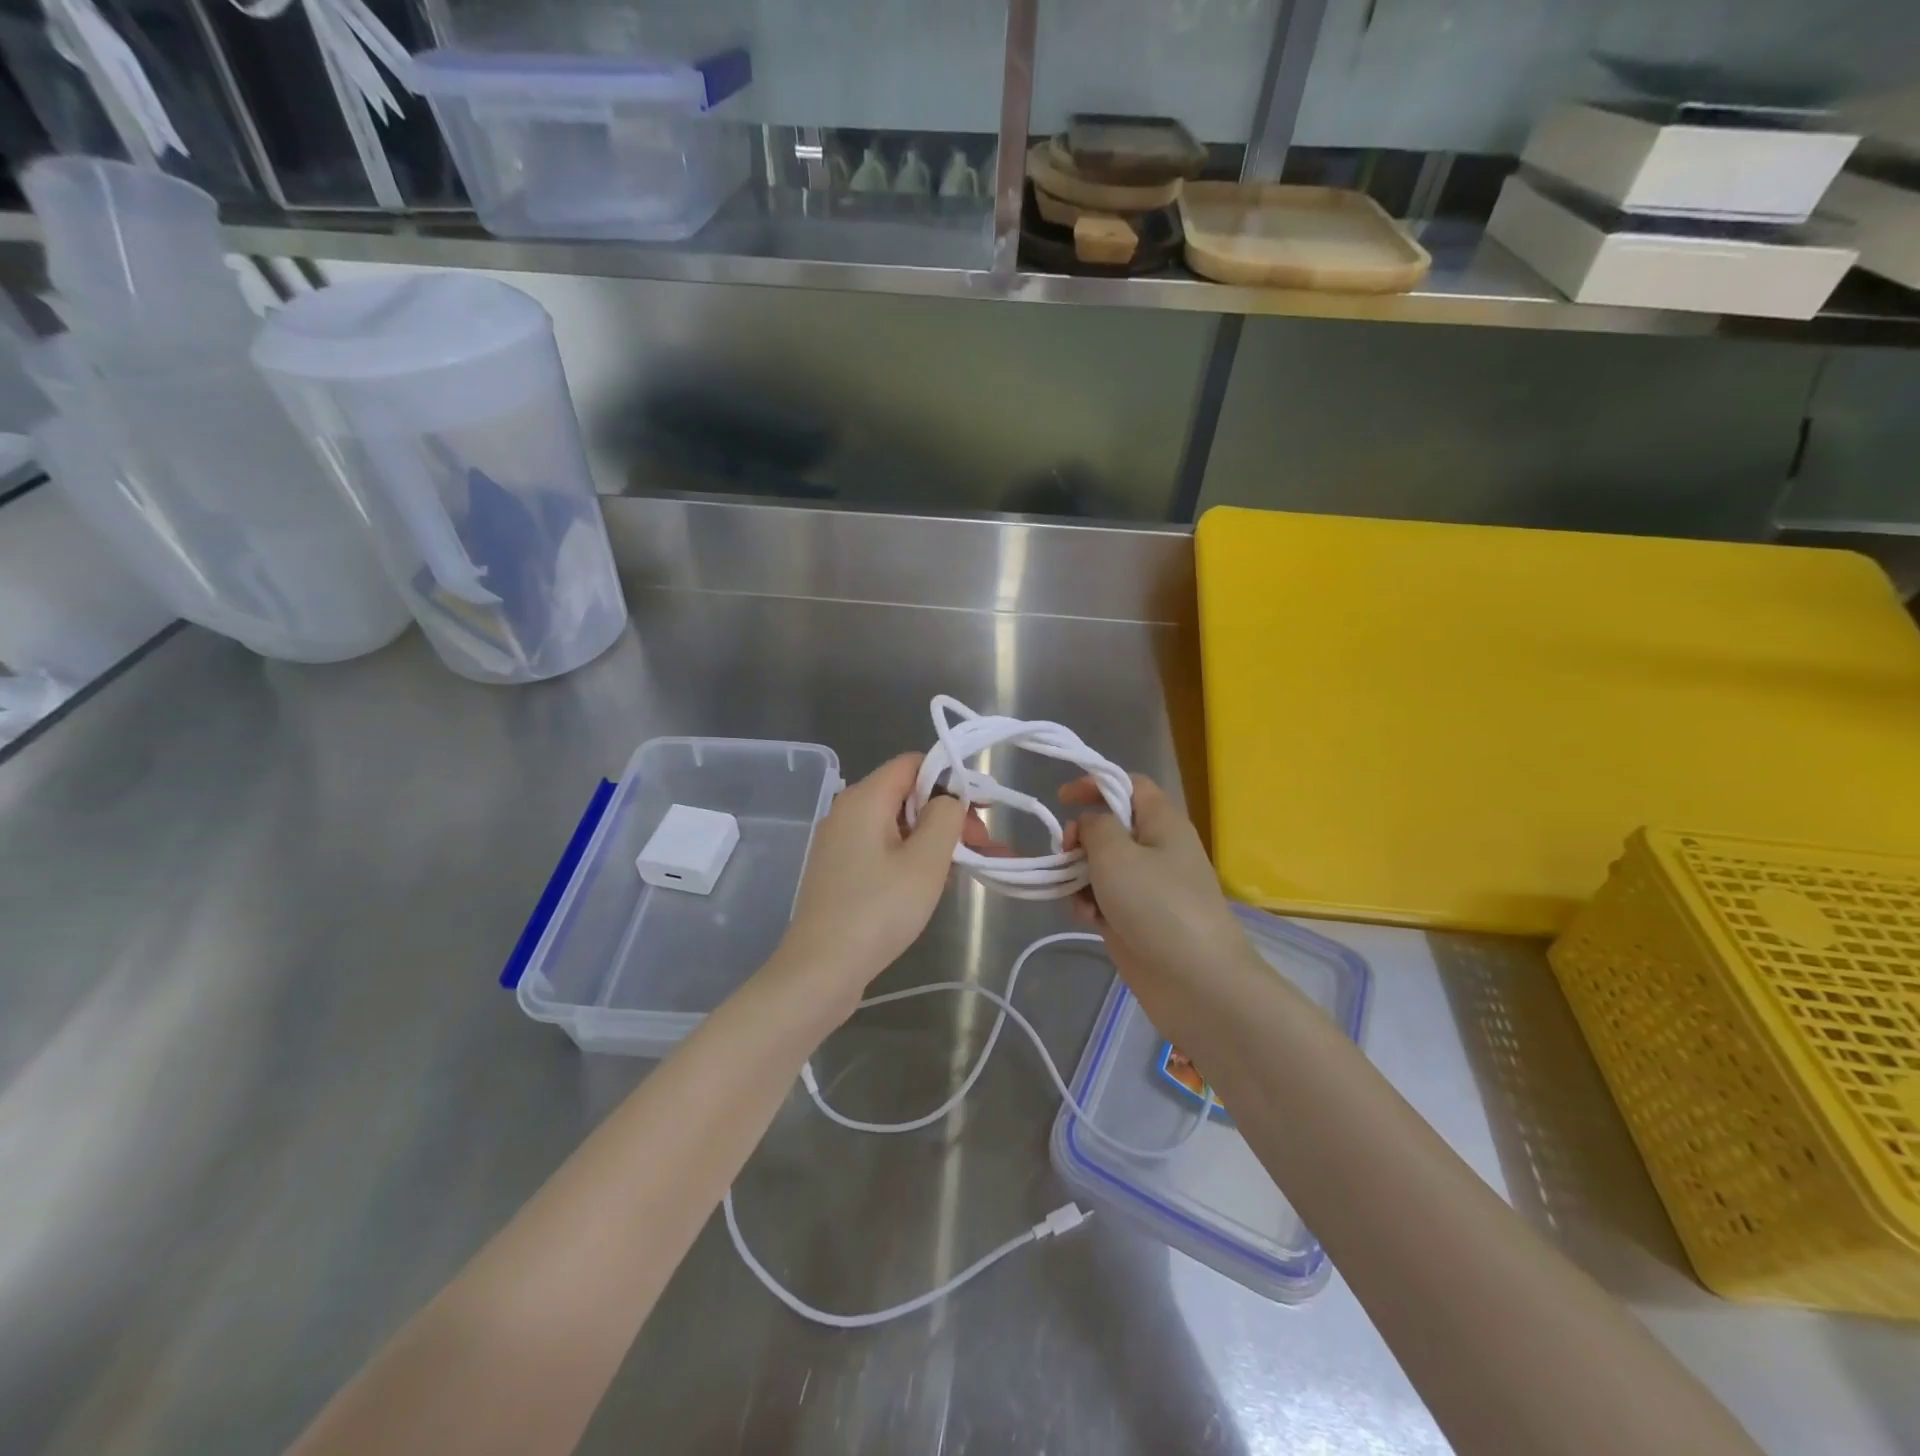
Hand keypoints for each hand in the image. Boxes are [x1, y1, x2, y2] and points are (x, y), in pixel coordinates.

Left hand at [770, 753, 990, 1013]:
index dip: (952, 778)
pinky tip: (931, 883)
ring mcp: (839, 841)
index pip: (914, 763)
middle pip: (907, 793)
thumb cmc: (878, 910)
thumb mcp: (926, 861)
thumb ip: (945, 816)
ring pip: (897, 824)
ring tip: (966, 867)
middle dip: (948, 813)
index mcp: (865, 797)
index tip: (981, 810)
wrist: (821, 970)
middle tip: (980, 847)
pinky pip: (882, 848)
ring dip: (934, 839)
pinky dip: (911, 856)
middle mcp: (847, 810)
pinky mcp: (839, 870)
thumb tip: (948, 799)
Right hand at [1061, 773, 1245, 991]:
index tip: (1063, 798)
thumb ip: (1095, 826)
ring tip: (1078, 895)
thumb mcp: (1116, 853)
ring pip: (1102, 866)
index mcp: (1162, 822)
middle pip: (1110, 827)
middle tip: (1066, 853)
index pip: (1130, 785)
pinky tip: (1089, 920)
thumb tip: (1090, 824)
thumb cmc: (1156, 905)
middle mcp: (1157, 849)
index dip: (1097, 784)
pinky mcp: (1137, 919)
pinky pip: (1105, 899)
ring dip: (1080, 876)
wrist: (1195, 982)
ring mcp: (1148, 887)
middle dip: (1081, 838)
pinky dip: (1091, 905)